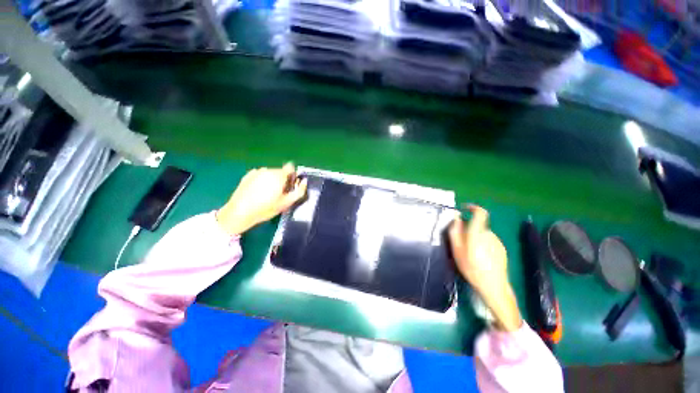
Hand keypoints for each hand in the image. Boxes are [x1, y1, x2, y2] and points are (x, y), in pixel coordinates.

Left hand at [216, 163, 307, 235]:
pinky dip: (262, 181)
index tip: (290, 186)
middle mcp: (268, 170)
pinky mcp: (247, 176)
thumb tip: (304, 182)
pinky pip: (260, 176)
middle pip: (280, 171)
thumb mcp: (286, 203)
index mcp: (279, 175)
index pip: (290, 167)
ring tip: (267, 195)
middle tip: (279, 194)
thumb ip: (299, 191)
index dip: (293, 176)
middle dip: (283, 180)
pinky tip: (257, 193)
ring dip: (272, 181)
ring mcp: (256, 172)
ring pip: (270, 174)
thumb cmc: (266, 208)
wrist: (239, 212)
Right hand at [449, 205, 507, 292]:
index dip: (472, 208)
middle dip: (468, 229)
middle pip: (478, 225)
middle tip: (460, 242)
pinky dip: (482, 244)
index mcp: (478, 232)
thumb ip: (455, 231)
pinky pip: (489, 241)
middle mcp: (489, 234)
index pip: (480, 213)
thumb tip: (456, 218)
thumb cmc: (471, 267)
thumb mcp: (456, 250)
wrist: (493, 285)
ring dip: (475, 238)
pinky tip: (479, 257)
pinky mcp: (501, 249)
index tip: (464, 209)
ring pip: (482, 233)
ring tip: (469, 252)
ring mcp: (497, 241)